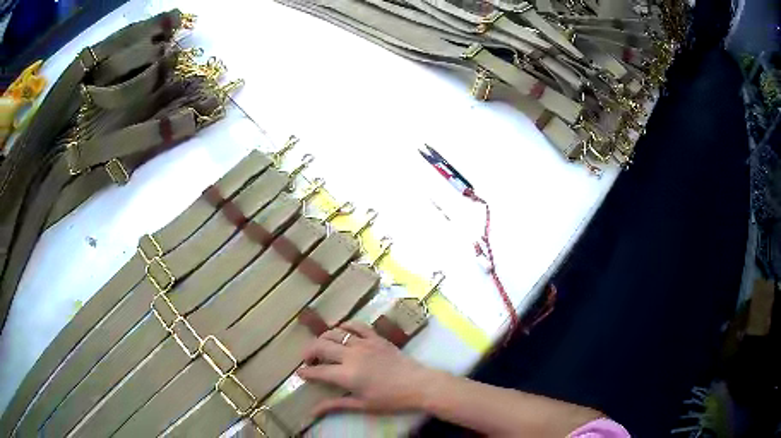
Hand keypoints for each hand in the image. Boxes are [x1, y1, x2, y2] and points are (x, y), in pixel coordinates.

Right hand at [298, 321, 437, 416]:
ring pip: (335, 333)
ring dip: (323, 339)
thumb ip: (336, 405)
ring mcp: (364, 343)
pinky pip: (356, 325)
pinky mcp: (376, 337)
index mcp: (347, 375)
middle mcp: (351, 355)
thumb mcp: (362, 405)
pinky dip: (345, 326)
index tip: (300, 373)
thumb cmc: (391, 399)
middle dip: (308, 352)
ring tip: (322, 348)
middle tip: (308, 360)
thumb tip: (312, 412)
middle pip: (320, 346)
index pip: (318, 371)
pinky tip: (341, 332)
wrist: (419, 384)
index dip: (305, 372)